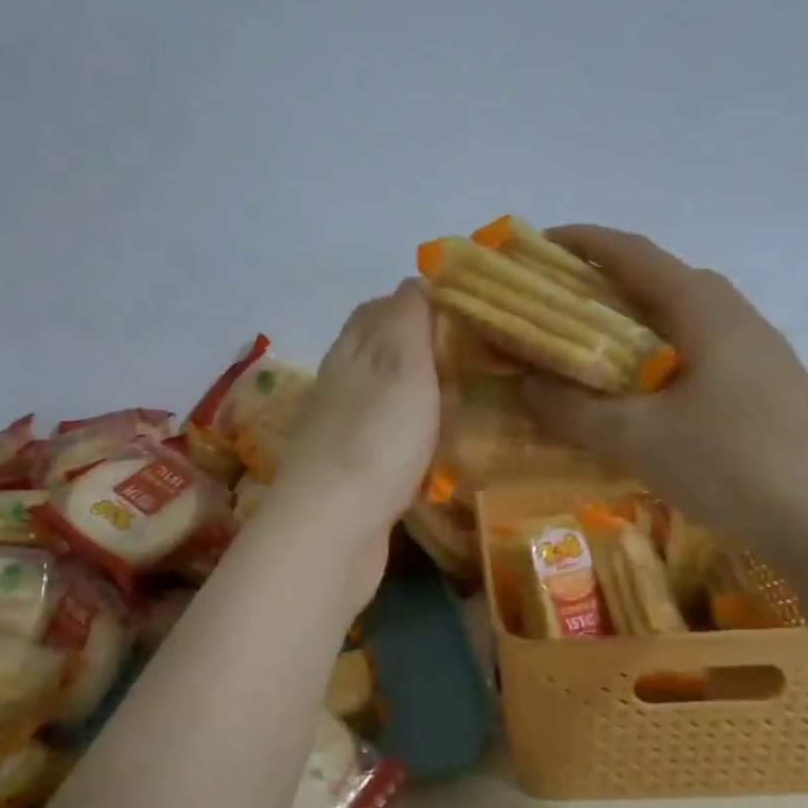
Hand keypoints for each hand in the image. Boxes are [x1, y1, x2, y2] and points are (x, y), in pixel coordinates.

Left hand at [270, 279, 440, 553]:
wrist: (333, 528)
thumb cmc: (375, 438)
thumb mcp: (400, 362)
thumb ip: (408, 318)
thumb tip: (417, 279)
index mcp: (351, 351)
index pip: (381, 308)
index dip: (421, 301)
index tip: (467, 311)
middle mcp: (340, 383)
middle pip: (380, 351)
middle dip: (422, 346)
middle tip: (474, 356)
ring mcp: (342, 429)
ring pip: (385, 395)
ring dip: (420, 391)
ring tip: (466, 398)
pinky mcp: (351, 470)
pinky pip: (387, 436)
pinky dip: (413, 432)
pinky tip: (437, 446)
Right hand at [519, 226, 807, 561]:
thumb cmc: (732, 464)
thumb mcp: (636, 438)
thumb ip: (571, 408)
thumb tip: (525, 384)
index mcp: (702, 309)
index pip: (633, 253)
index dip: (582, 242)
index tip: (537, 247)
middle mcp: (733, 317)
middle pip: (659, 280)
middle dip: (602, 282)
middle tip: (555, 306)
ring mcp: (757, 353)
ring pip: (681, 318)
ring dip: (631, 322)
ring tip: (589, 349)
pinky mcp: (766, 387)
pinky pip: (697, 350)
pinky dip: (655, 354)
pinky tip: (641, 395)